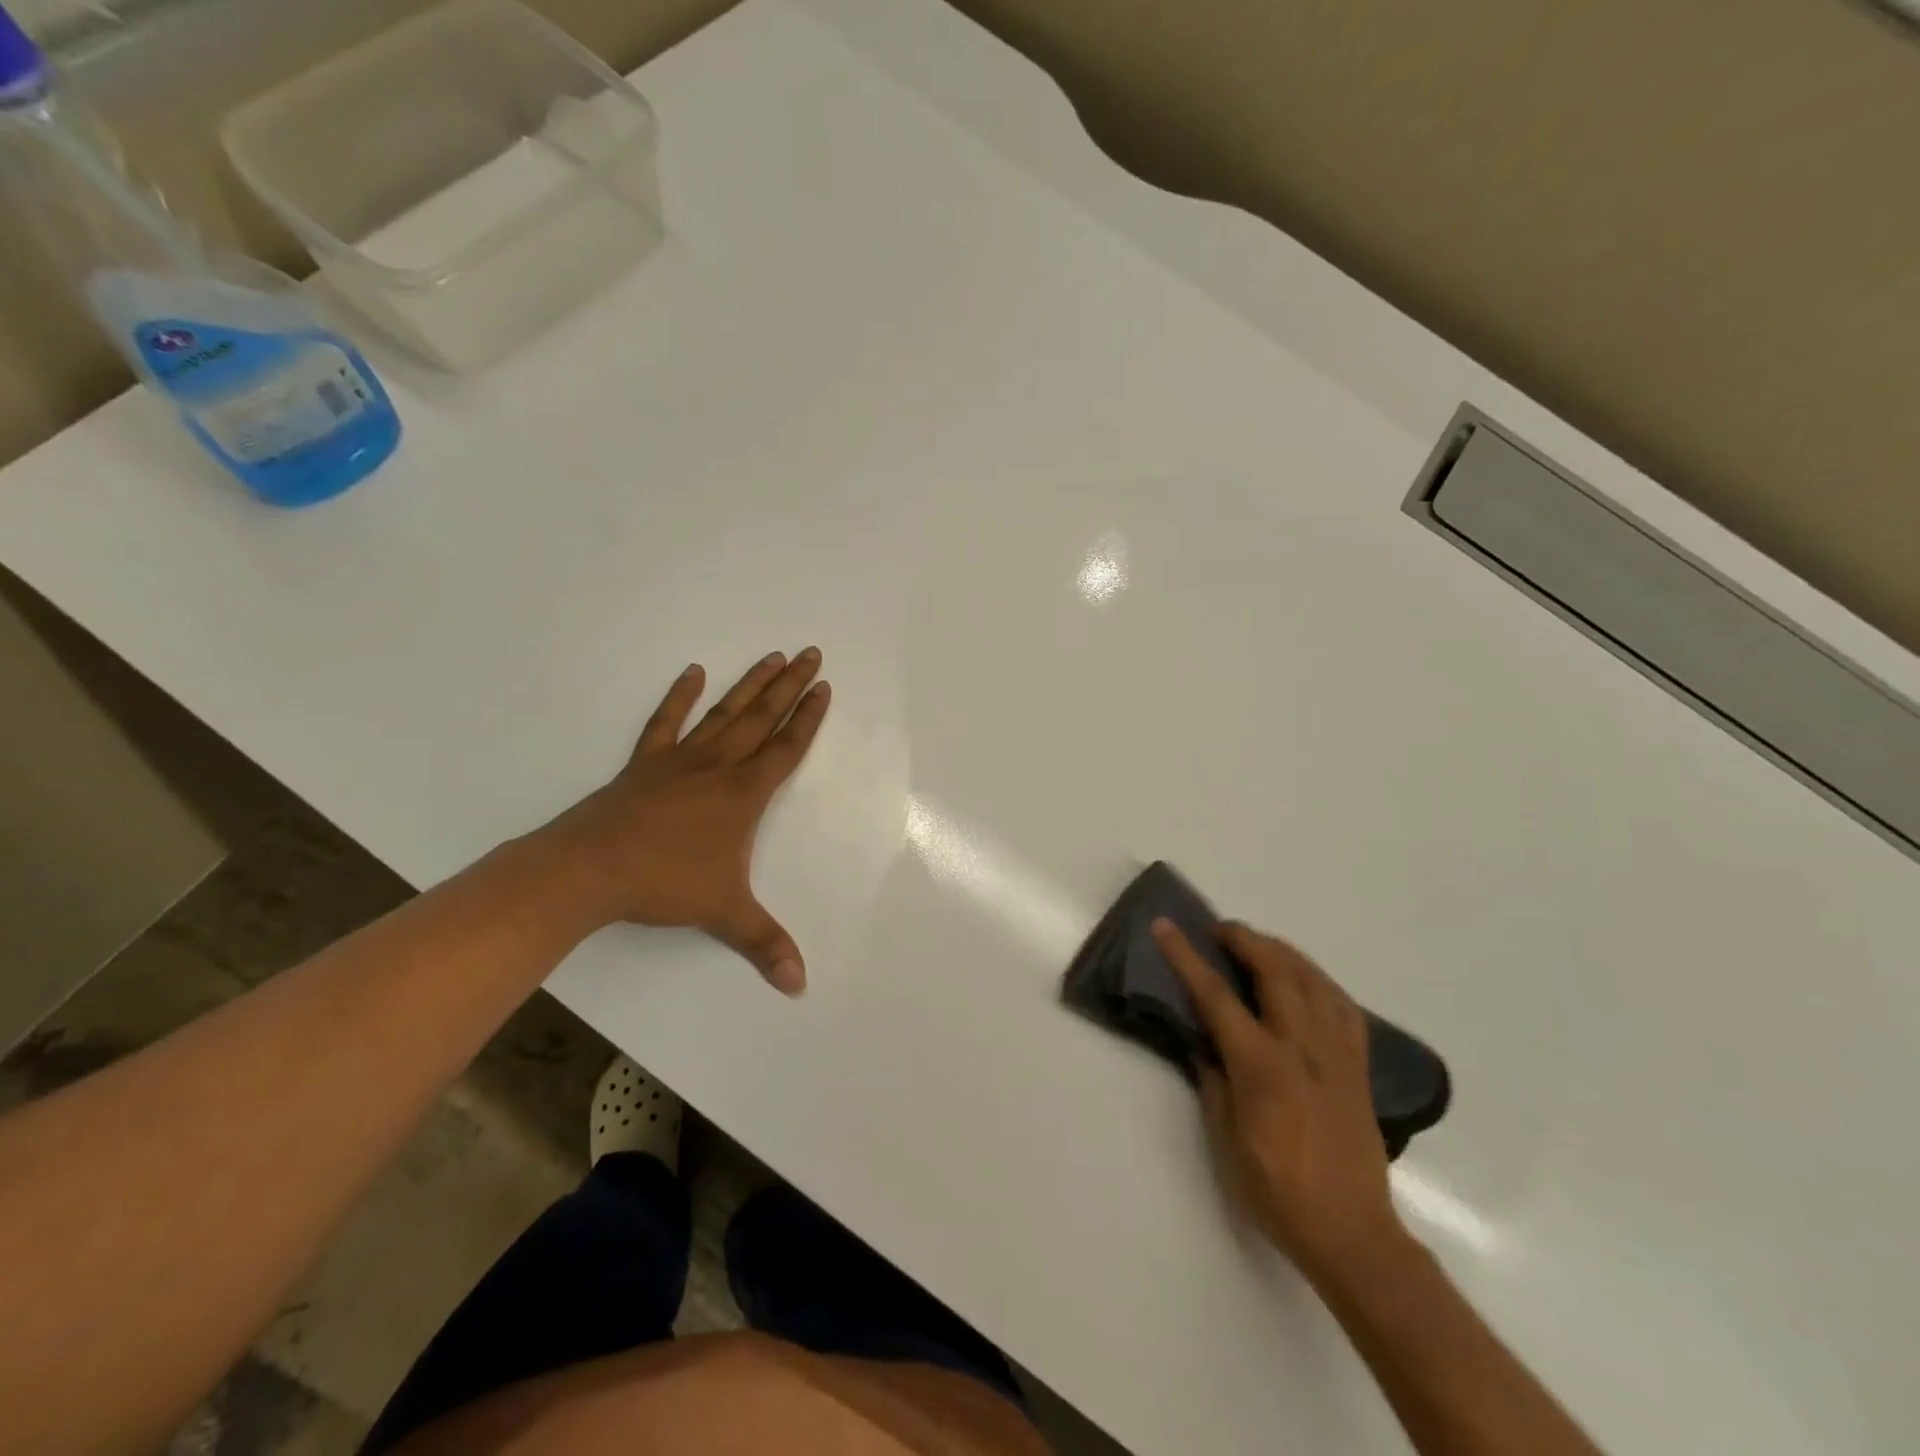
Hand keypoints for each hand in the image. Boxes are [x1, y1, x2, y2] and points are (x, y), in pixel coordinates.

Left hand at [546, 649, 830, 994]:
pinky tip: (693, 672)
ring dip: (750, 684)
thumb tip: (800, 986)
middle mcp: (717, 767)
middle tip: (811, 654)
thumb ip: (765, 944)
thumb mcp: (724, 914)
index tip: (824, 688)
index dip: (808, 718)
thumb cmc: (663, 884)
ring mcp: (679, 760)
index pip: (786, 748)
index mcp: (743, 794)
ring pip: (724, 713)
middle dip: (789, 686)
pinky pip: (666, 722)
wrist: (588, 870)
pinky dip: (680, 696)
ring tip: (772, 655)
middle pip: (762, 718)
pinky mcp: (645, 763)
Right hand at [1153, 919, 1403, 1285]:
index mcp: (1262, 1065)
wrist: (1353, 1234)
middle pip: (1274, 970)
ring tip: (1257, 945)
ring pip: (1312, 978)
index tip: (1166, 926)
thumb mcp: (1225, 1140)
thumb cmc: (1277, 1192)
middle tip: (1219, 930)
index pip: (1216, 996)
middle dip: (1243, 939)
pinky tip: (1305, 981)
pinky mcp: (1358, 1066)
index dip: (1186, 956)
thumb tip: (1203, 1043)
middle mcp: (1302, 1047)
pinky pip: (1341, 1005)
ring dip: (1280, 951)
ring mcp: (1336, 1053)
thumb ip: (1213, 1080)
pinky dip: (1318, 980)